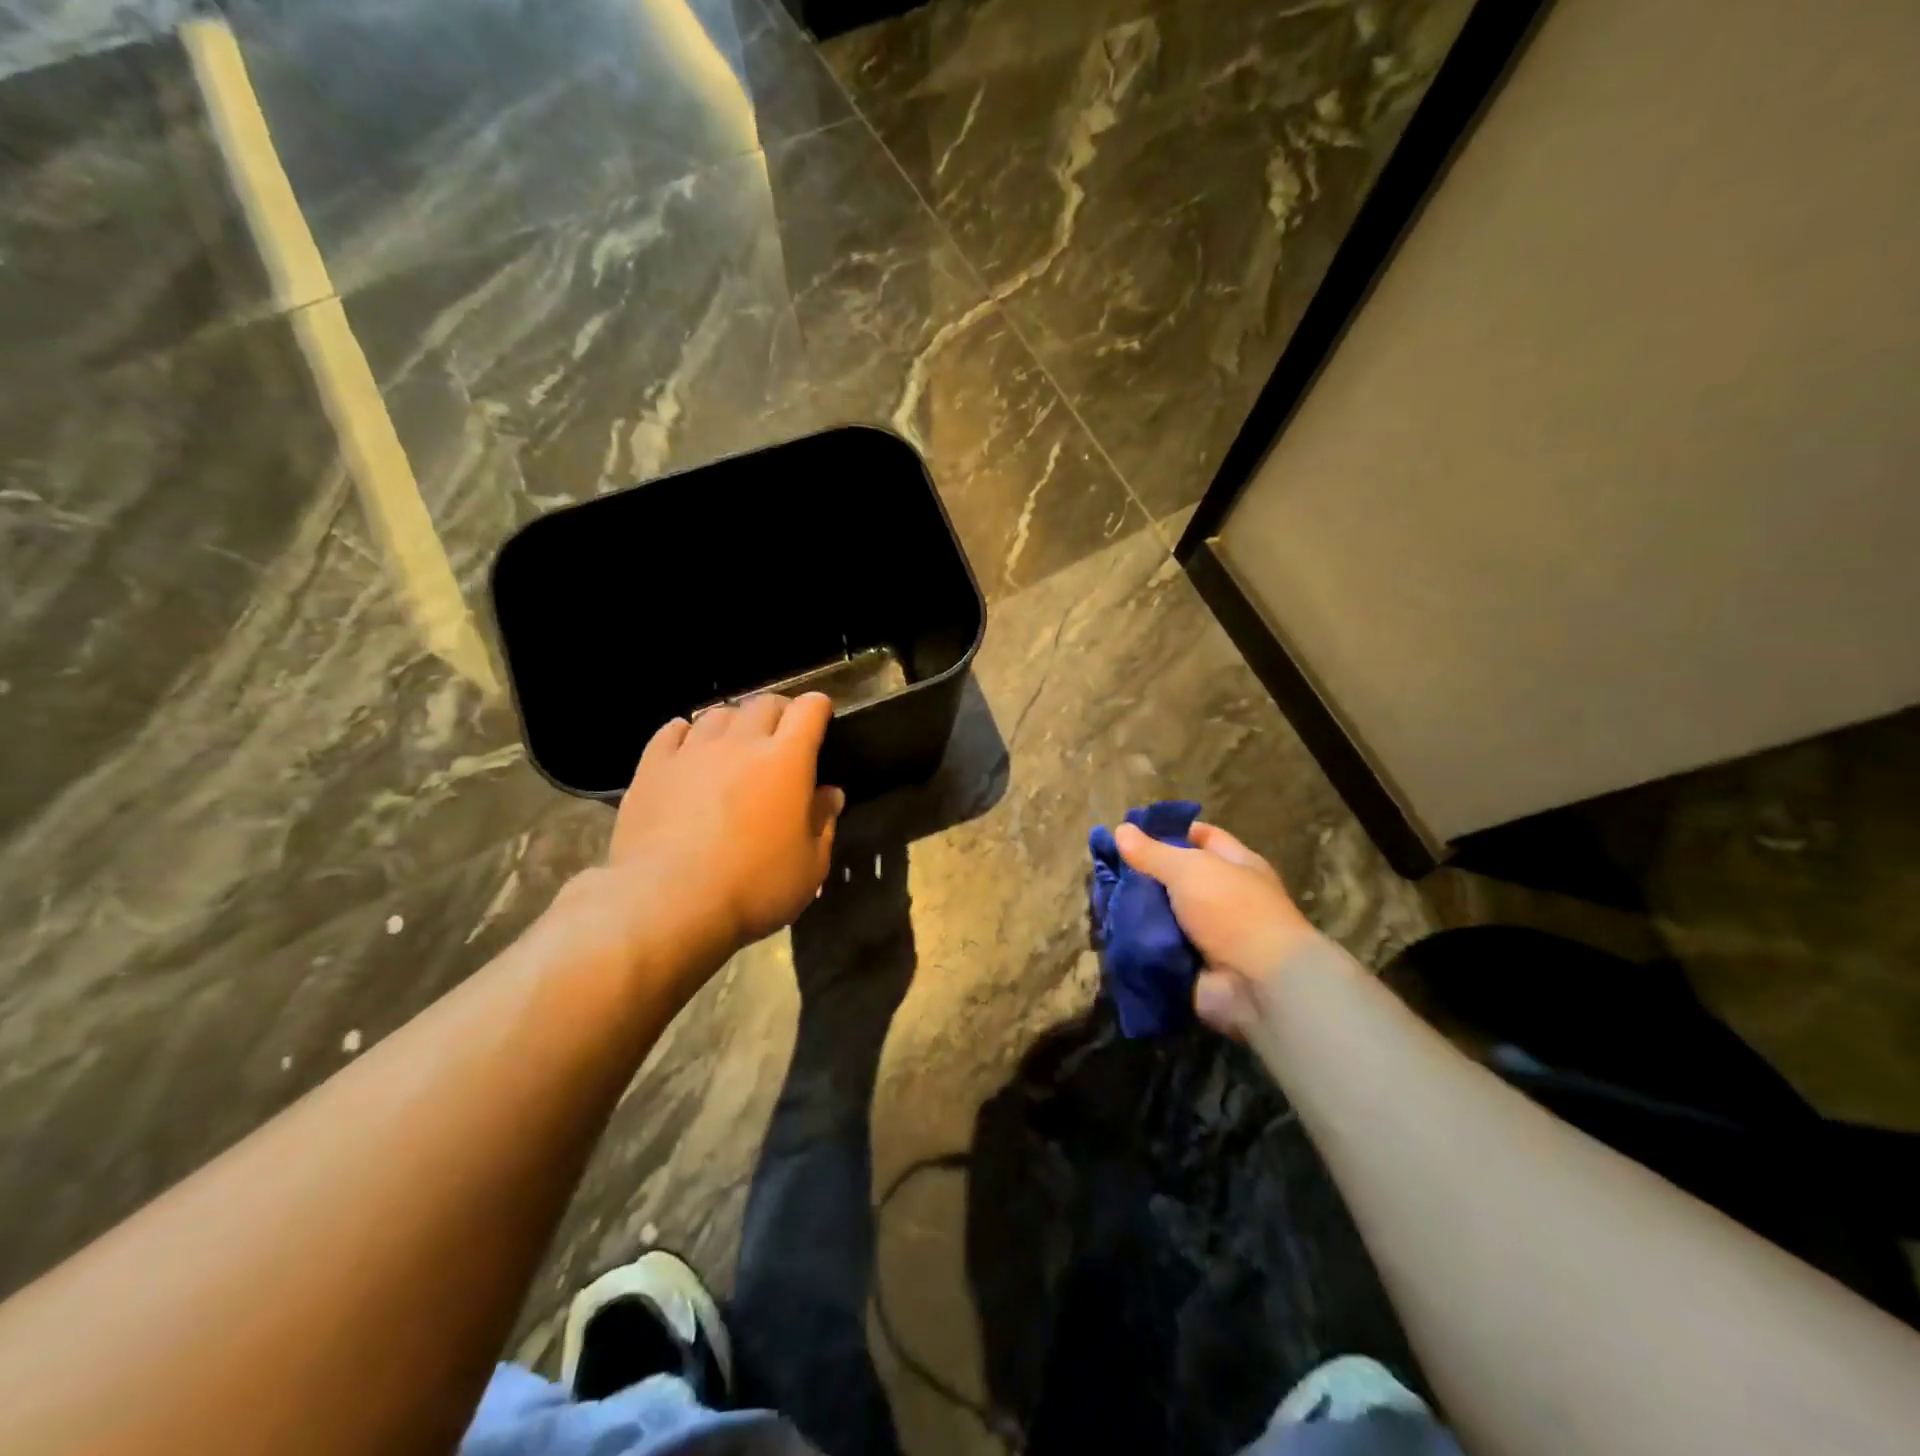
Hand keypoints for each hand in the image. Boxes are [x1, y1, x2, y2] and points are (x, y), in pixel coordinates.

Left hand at [574, 693, 843, 993]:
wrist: (667, 903)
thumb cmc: (753, 887)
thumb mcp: (809, 867)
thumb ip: (823, 823)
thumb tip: (829, 795)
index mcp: (786, 760)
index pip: (808, 710)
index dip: (818, 707)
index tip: (822, 716)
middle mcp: (741, 743)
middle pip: (763, 703)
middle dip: (778, 711)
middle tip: (781, 734)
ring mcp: (693, 751)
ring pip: (718, 714)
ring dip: (734, 722)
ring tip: (734, 743)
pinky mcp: (653, 767)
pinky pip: (672, 731)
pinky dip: (687, 732)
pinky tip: (688, 746)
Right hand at [1114, 821, 1324, 1038]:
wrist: (1258, 985)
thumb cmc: (1233, 912)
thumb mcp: (1190, 870)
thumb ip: (1153, 852)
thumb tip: (1121, 830)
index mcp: (1234, 865)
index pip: (1199, 837)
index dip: (1167, 832)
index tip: (1128, 832)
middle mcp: (1222, 896)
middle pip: (1175, 877)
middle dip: (1142, 874)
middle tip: (1103, 867)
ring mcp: (1206, 933)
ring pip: (1161, 913)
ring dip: (1134, 909)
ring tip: (1099, 898)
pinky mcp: (1190, 964)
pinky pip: (1156, 946)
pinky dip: (1136, 941)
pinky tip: (1108, 929)